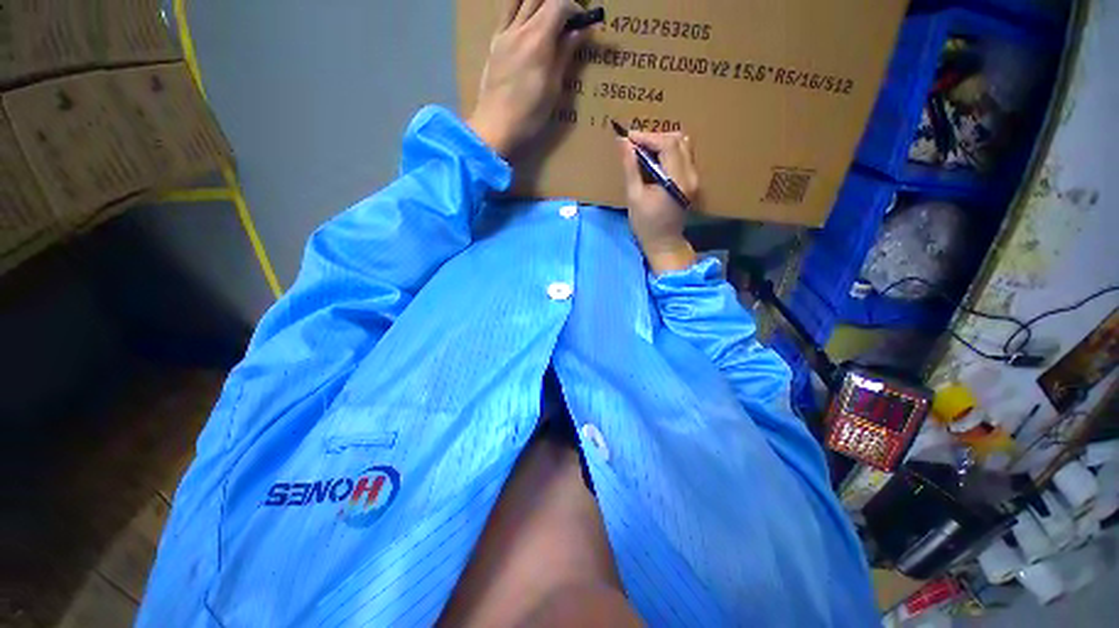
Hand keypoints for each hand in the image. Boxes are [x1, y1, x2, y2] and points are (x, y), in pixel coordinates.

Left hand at [467, 0, 589, 157]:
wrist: (495, 127)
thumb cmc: (529, 115)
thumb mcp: (553, 88)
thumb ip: (564, 54)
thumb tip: (580, 31)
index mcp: (538, 39)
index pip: (559, 4)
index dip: (575, 8)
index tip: (583, 24)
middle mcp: (519, 28)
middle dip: (558, 3)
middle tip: (568, 21)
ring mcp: (503, 34)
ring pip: (521, 0)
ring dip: (538, 3)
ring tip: (548, 19)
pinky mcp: (494, 43)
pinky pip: (506, 13)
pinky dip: (520, 8)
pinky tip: (527, 22)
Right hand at [619, 132, 699, 273]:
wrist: (664, 243)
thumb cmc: (646, 224)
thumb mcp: (634, 196)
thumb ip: (630, 168)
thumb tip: (623, 142)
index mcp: (677, 181)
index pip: (667, 145)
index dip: (647, 137)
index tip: (628, 137)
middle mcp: (691, 175)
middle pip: (678, 140)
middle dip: (655, 137)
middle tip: (635, 144)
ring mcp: (695, 177)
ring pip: (683, 145)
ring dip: (663, 143)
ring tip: (644, 150)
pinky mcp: (693, 180)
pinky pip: (683, 155)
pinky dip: (668, 151)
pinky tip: (654, 159)